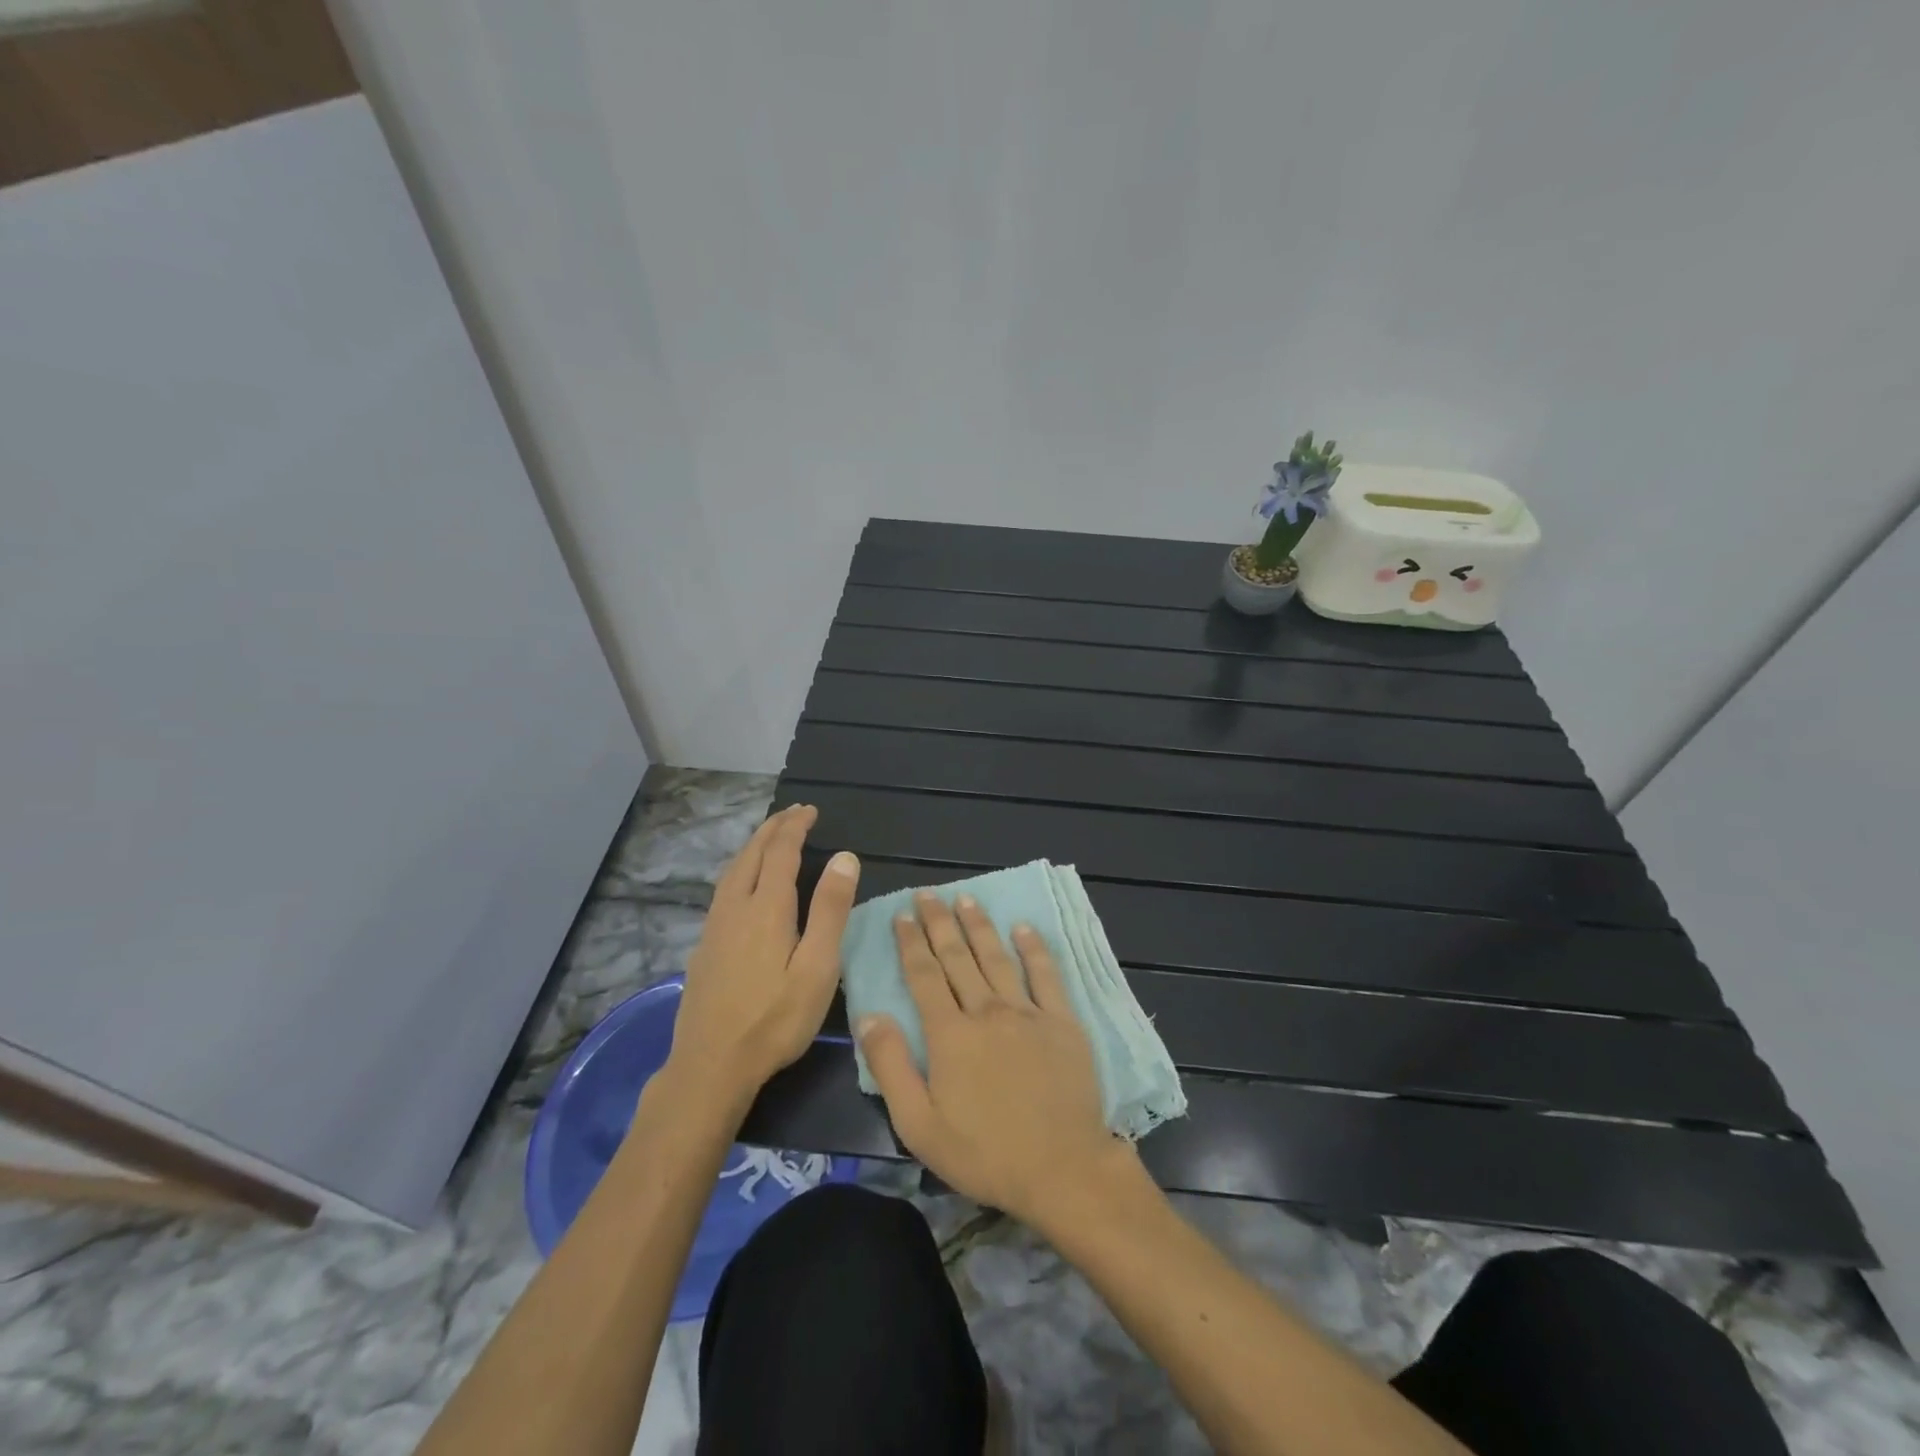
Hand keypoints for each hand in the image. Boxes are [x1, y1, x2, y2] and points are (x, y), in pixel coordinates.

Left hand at [666, 804, 859, 1111]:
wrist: (710, 1065)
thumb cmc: (775, 1019)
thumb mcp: (817, 967)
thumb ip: (831, 910)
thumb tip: (845, 856)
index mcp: (766, 908)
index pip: (781, 851)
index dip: (795, 827)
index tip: (810, 810)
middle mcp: (735, 907)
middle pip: (752, 854)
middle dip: (772, 829)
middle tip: (792, 813)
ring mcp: (714, 926)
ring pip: (732, 870)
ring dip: (753, 846)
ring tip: (769, 838)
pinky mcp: (704, 946)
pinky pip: (723, 889)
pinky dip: (739, 869)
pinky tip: (743, 884)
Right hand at [857, 892, 1140, 1229]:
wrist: (1062, 1169)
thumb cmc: (985, 1153)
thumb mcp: (920, 1124)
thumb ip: (891, 1067)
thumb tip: (868, 1016)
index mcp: (950, 1034)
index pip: (924, 976)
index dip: (911, 943)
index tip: (902, 915)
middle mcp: (987, 1011)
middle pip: (958, 957)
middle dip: (939, 922)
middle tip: (928, 893)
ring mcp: (1027, 1012)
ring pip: (997, 957)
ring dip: (979, 926)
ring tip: (966, 898)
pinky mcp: (1062, 1021)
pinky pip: (1046, 975)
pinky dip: (1034, 948)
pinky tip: (1023, 928)